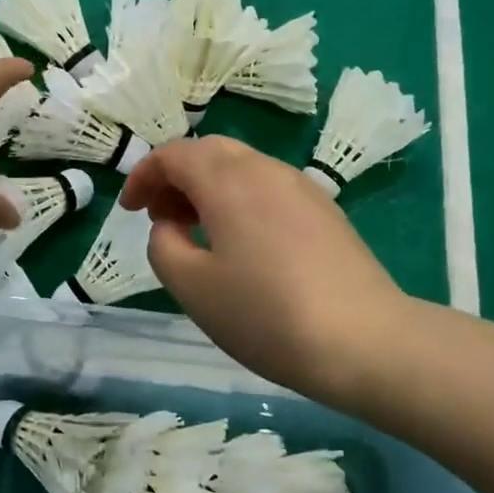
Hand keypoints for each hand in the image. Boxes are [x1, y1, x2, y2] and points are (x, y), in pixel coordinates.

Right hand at [120, 136, 411, 408]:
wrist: (364, 340)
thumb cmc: (265, 314)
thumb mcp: (192, 287)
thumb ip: (164, 246)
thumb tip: (170, 227)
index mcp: (228, 180)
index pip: (174, 154)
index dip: (143, 176)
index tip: (129, 210)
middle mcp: (265, 170)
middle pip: (210, 152)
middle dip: (176, 177)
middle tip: (160, 218)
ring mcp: (301, 187)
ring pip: (242, 168)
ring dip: (209, 188)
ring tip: (197, 233)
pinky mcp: (325, 211)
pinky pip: (269, 188)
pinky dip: (240, 200)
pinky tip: (242, 245)